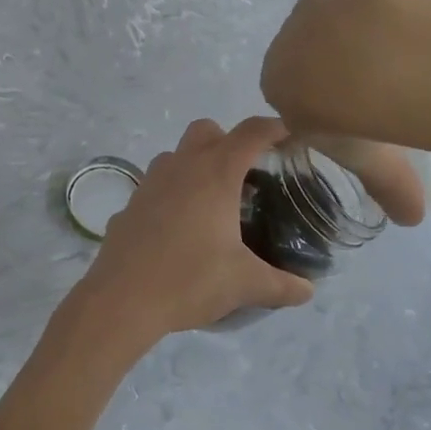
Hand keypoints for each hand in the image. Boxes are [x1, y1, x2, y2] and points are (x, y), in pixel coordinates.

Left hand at [83, 118, 315, 335]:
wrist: (122, 300)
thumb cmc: (190, 280)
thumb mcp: (245, 284)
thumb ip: (282, 285)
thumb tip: (308, 291)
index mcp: (215, 174)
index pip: (251, 133)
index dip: (274, 129)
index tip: (289, 138)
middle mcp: (181, 167)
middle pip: (208, 131)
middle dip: (228, 142)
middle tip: (246, 176)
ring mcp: (149, 183)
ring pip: (175, 155)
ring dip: (195, 166)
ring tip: (212, 203)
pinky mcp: (129, 205)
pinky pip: (155, 186)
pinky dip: (171, 195)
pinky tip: (178, 229)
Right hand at [262, 0, 427, 226]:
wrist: (369, 61)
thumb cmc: (354, 119)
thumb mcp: (369, 160)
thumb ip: (387, 187)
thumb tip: (410, 219)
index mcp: (278, 83)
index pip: (297, 92)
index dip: (325, 101)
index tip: (355, 112)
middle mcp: (288, 40)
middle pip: (313, 51)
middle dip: (339, 63)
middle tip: (380, 83)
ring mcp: (317, 2)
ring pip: (336, 16)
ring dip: (357, 28)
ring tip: (397, 50)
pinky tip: (402, 14)